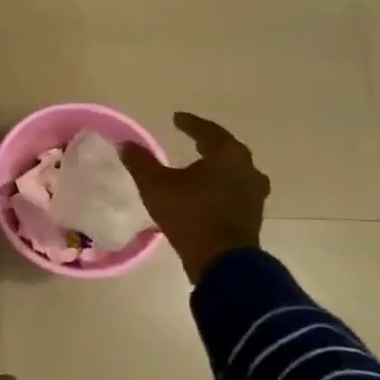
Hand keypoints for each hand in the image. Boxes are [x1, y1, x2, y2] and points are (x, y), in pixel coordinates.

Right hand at [119, 111, 269, 282]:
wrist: (221, 260)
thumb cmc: (189, 214)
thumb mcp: (155, 185)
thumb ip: (140, 161)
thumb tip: (126, 144)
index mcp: (227, 156)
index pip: (208, 131)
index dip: (190, 124)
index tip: (176, 118)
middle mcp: (247, 170)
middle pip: (226, 150)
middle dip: (207, 143)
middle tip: (191, 139)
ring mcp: (254, 193)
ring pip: (234, 171)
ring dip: (216, 166)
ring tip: (199, 165)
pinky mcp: (252, 214)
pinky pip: (235, 189)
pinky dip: (221, 184)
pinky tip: (207, 191)